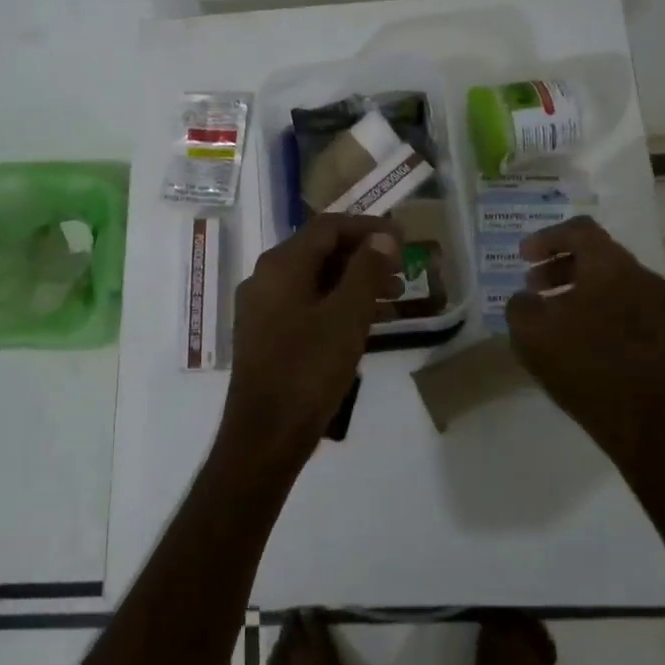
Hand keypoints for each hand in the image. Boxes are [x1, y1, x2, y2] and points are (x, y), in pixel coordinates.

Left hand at [215, 213, 401, 478]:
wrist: (264, 436)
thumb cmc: (308, 371)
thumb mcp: (347, 318)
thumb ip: (366, 272)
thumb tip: (382, 237)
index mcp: (281, 265)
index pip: (328, 227)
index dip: (367, 227)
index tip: (402, 238)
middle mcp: (265, 278)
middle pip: (318, 250)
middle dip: (362, 255)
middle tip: (401, 268)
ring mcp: (261, 308)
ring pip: (313, 279)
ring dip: (352, 281)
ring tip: (392, 295)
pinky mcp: (265, 335)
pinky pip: (304, 303)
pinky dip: (335, 303)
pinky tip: (362, 321)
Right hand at [505, 216, 664, 479]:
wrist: (649, 426)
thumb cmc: (585, 367)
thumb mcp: (530, 332)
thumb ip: (520, 304)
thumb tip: (528, 300)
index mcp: (612, 266)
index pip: (580, 230)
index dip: (547, 238)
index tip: (523, 257)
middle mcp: (644, 278)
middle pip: (599, 256)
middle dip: (562, 266)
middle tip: (534, 286)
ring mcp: (664, 310)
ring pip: (617, 285)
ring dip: (582, 291)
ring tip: (556, 317)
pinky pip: (631, 312)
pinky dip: (604, 314)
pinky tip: (585, 344)